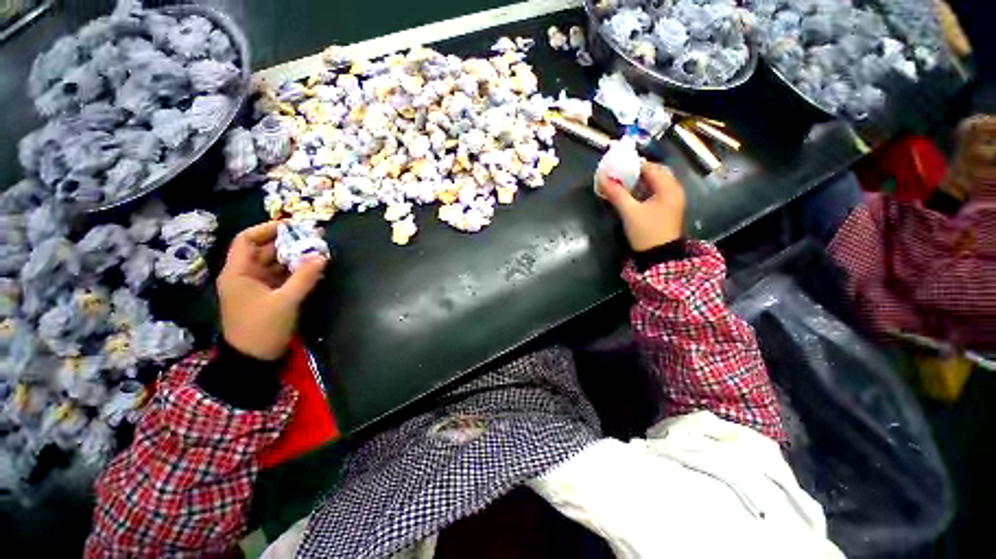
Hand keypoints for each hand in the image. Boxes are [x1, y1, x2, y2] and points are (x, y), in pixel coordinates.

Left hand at [216, 221, 327, 360]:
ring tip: (316, 251)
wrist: (253, 359)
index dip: (267, 229)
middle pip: (264, 250)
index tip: (292, 226)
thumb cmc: (263, 328)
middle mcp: (244, 275)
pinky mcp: (267, 295)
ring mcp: (256, 286)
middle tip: (312, 238)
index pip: (247, 240)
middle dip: (287, 243)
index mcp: (238, 273)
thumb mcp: (286, 301)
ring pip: (274, 263)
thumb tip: (321, 256)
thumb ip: (304, 277)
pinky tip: (312, 269)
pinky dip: (295, 271)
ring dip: (294, 257)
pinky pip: (281, 276)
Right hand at [601, 162, 686, 251]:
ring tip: (619, 185)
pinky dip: (642, 191)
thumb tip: (603, 178)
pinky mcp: (667, 209)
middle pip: (653, 174)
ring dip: (637, 183)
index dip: (632, 165)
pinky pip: (654, 193)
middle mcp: (673, 190)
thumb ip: (616, 193)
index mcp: (668, 187)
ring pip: (653, 184)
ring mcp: (671, 200)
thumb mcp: (629, 212)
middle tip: (616, 176)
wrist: (659, 256)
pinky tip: (629, 195)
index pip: (650, 167)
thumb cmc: (646, 232)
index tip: (615, 167)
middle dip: (634, 174)